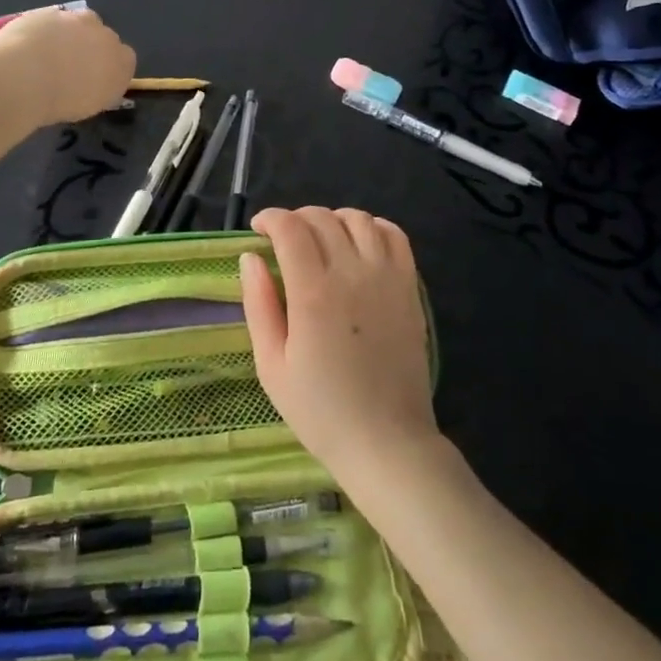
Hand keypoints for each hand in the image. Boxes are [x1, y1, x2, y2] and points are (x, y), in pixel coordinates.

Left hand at [0, 7, 134, 124]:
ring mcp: (78, 20)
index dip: (108, 68)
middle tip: (69, 67)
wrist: (25, 78)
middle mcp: (106, 36)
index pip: (125, 60)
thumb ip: (98, 91)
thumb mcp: (89, 107)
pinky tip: (28, 46)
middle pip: (103, 37)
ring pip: (78, 23)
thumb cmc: (61, 102)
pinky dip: (44, 30)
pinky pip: (52, 20)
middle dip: (90, 47)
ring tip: (46, 54)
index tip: (93, 80)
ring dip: (68, 34)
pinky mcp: (51, 10)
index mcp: (122, 62)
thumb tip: (93, 86)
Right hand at [240, 207, 439, 487]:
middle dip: (296, 219)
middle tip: (284, 241)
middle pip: (322, 218)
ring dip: (333, 220)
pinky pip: (395, 236)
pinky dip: (374, 227)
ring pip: (358, 219)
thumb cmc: (321, 411)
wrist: (386, 442)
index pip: (290, 228)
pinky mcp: (409, 287)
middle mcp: (351, 273)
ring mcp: (386, 277)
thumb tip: (250, 257)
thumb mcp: (272, 366)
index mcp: (312, 292)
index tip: (259, 230)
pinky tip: (360, 244)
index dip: (270, 218)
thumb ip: (259, 304)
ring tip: (321, 241)